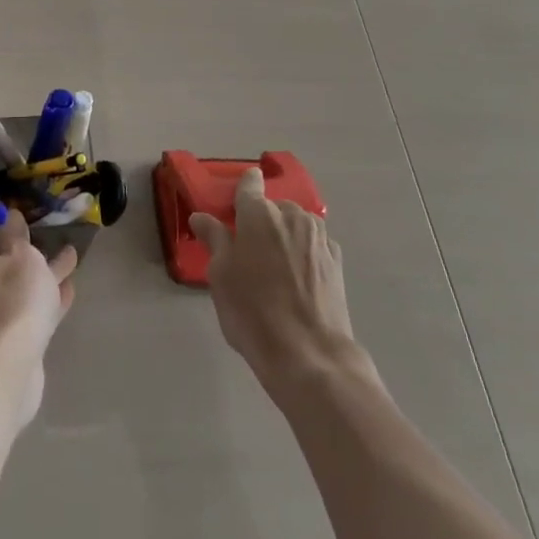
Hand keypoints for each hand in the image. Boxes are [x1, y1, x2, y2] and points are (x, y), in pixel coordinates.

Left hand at [0, 210, 76, 430]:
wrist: (7, 371)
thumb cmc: (11, 301)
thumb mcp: (20, 256)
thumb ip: (15, 233)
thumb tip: (6, 213)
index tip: (1, 198)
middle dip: (16, 242)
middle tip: (39, 225)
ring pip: (17, 283)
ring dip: (39, 269)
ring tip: (67, 253)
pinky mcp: (10, 338)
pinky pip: (30, 308)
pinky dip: (46, 296)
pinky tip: (69, 288)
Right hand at [191, 167, 375, 395]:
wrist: (309, 355)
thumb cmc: (253, 311)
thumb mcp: (220, 275)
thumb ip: (214, 239)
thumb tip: (201, 217)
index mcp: (259, 213)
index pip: (249, 184)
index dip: (242, 187)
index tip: (234, 201)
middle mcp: (292, 215)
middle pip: (273, 207)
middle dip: (262, 220)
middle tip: (248, 248)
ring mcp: (319, 237)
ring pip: (296, 224)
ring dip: (285, 235)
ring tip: (275, 266)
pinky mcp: (337, 261)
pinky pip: (314, 245)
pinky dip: (304, 252)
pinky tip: (297, 278)